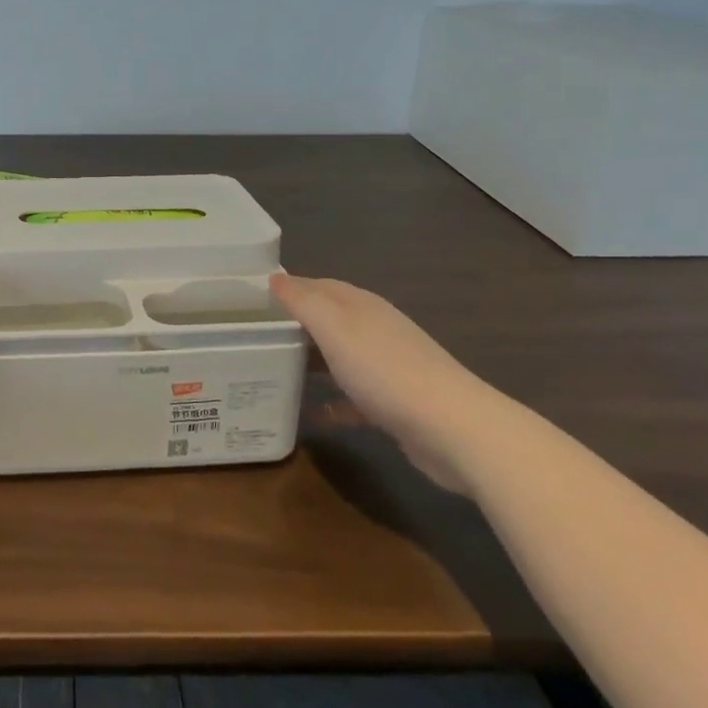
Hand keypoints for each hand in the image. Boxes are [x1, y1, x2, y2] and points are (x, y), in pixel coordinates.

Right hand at [269, 272, 505, 493]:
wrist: (453, 429)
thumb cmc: (385, 370)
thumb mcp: (335, 328)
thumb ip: (303, 301)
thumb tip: (274, 278)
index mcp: (360, 306)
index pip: (318, 285)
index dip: (288, 288)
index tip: (253, 301)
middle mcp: (374, 329)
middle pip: (328, 320)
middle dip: (295, 325)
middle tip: (256, 338)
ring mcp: (387, 366)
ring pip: (339, 357)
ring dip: (311, 362)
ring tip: (275, 372)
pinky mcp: (394, 404)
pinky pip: (353, 398)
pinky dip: (331, 403)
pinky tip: (310, 416)